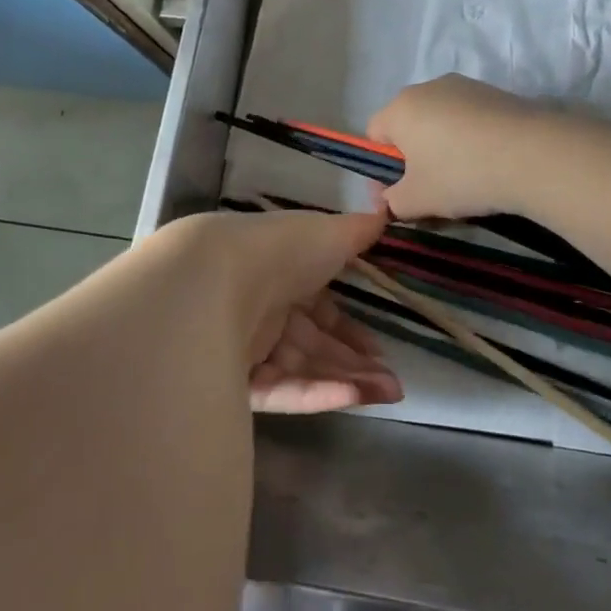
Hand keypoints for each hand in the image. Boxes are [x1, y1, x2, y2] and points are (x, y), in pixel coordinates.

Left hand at [168, 209, 400, 413]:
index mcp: (280, 274)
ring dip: (347, 382)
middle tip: (394, 384)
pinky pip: (282, 390)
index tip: (379, 346)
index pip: (319, 310)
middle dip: (356, 364)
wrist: (217, 279)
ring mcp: (247, 348)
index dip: (350, 329)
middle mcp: (263, 311)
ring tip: (390, 394)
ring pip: (303, 371)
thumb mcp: (328, 232)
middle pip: (314, 345)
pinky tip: (354, 396)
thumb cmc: (280, 250)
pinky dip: (317, 393)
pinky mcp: (234, 381)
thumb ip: (357, 231)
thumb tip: (385, 214)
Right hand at [367, 75, 545, 221]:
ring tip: (466, 180)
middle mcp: (428, 87)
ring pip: (441, 121)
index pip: (374, 134)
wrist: (533, 154)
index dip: (381, 167)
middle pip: (409, 125)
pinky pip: (470, 119)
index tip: (398, 195)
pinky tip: (491, 164)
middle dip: (414, 157)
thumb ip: (393, 201)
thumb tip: (390, 199)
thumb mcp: (417, 200)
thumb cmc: (461, 174)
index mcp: (400, 108)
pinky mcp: (496, 92)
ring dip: (444, 148)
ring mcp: (465, 86)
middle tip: (431, 190)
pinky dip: (472, 140)